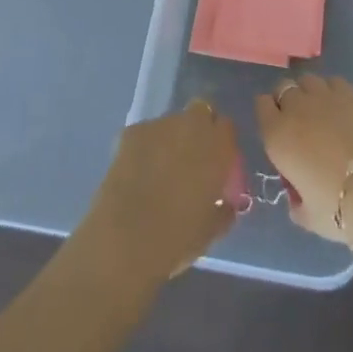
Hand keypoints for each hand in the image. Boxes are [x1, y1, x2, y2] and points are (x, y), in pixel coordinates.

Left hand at [81, 100, 239, 281]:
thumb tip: (226, 203)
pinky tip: (136, 174)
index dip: (221, 143)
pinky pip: (145, 134)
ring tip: (159, 171)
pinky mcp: (131, 131)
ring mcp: (159, 125)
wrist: (126, 239)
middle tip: (191, 159)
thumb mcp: (211, 229)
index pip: (226, 127)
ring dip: (170, 140)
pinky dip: (144, 148)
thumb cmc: (177, 238)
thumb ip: (224, 208)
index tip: (217, 163)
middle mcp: (191, 126)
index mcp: (216, 146)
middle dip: (198, 130)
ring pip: (171, 124)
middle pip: (200, 112)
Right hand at [255, 74, 352, 243]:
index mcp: (278, 135)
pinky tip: (344, 110)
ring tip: (322, 113)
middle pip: (283, 88)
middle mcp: (297, 107)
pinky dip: (334, 92)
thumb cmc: (339, 209)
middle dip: (287, 100)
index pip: (261, 105)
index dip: (269, 113)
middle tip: (299, 122)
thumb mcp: (308, 217)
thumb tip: (298, 198)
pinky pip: (334, 82)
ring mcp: (325, 95)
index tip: (277, 127)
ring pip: (308, 81)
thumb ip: (297, 204)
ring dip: (310, 93)